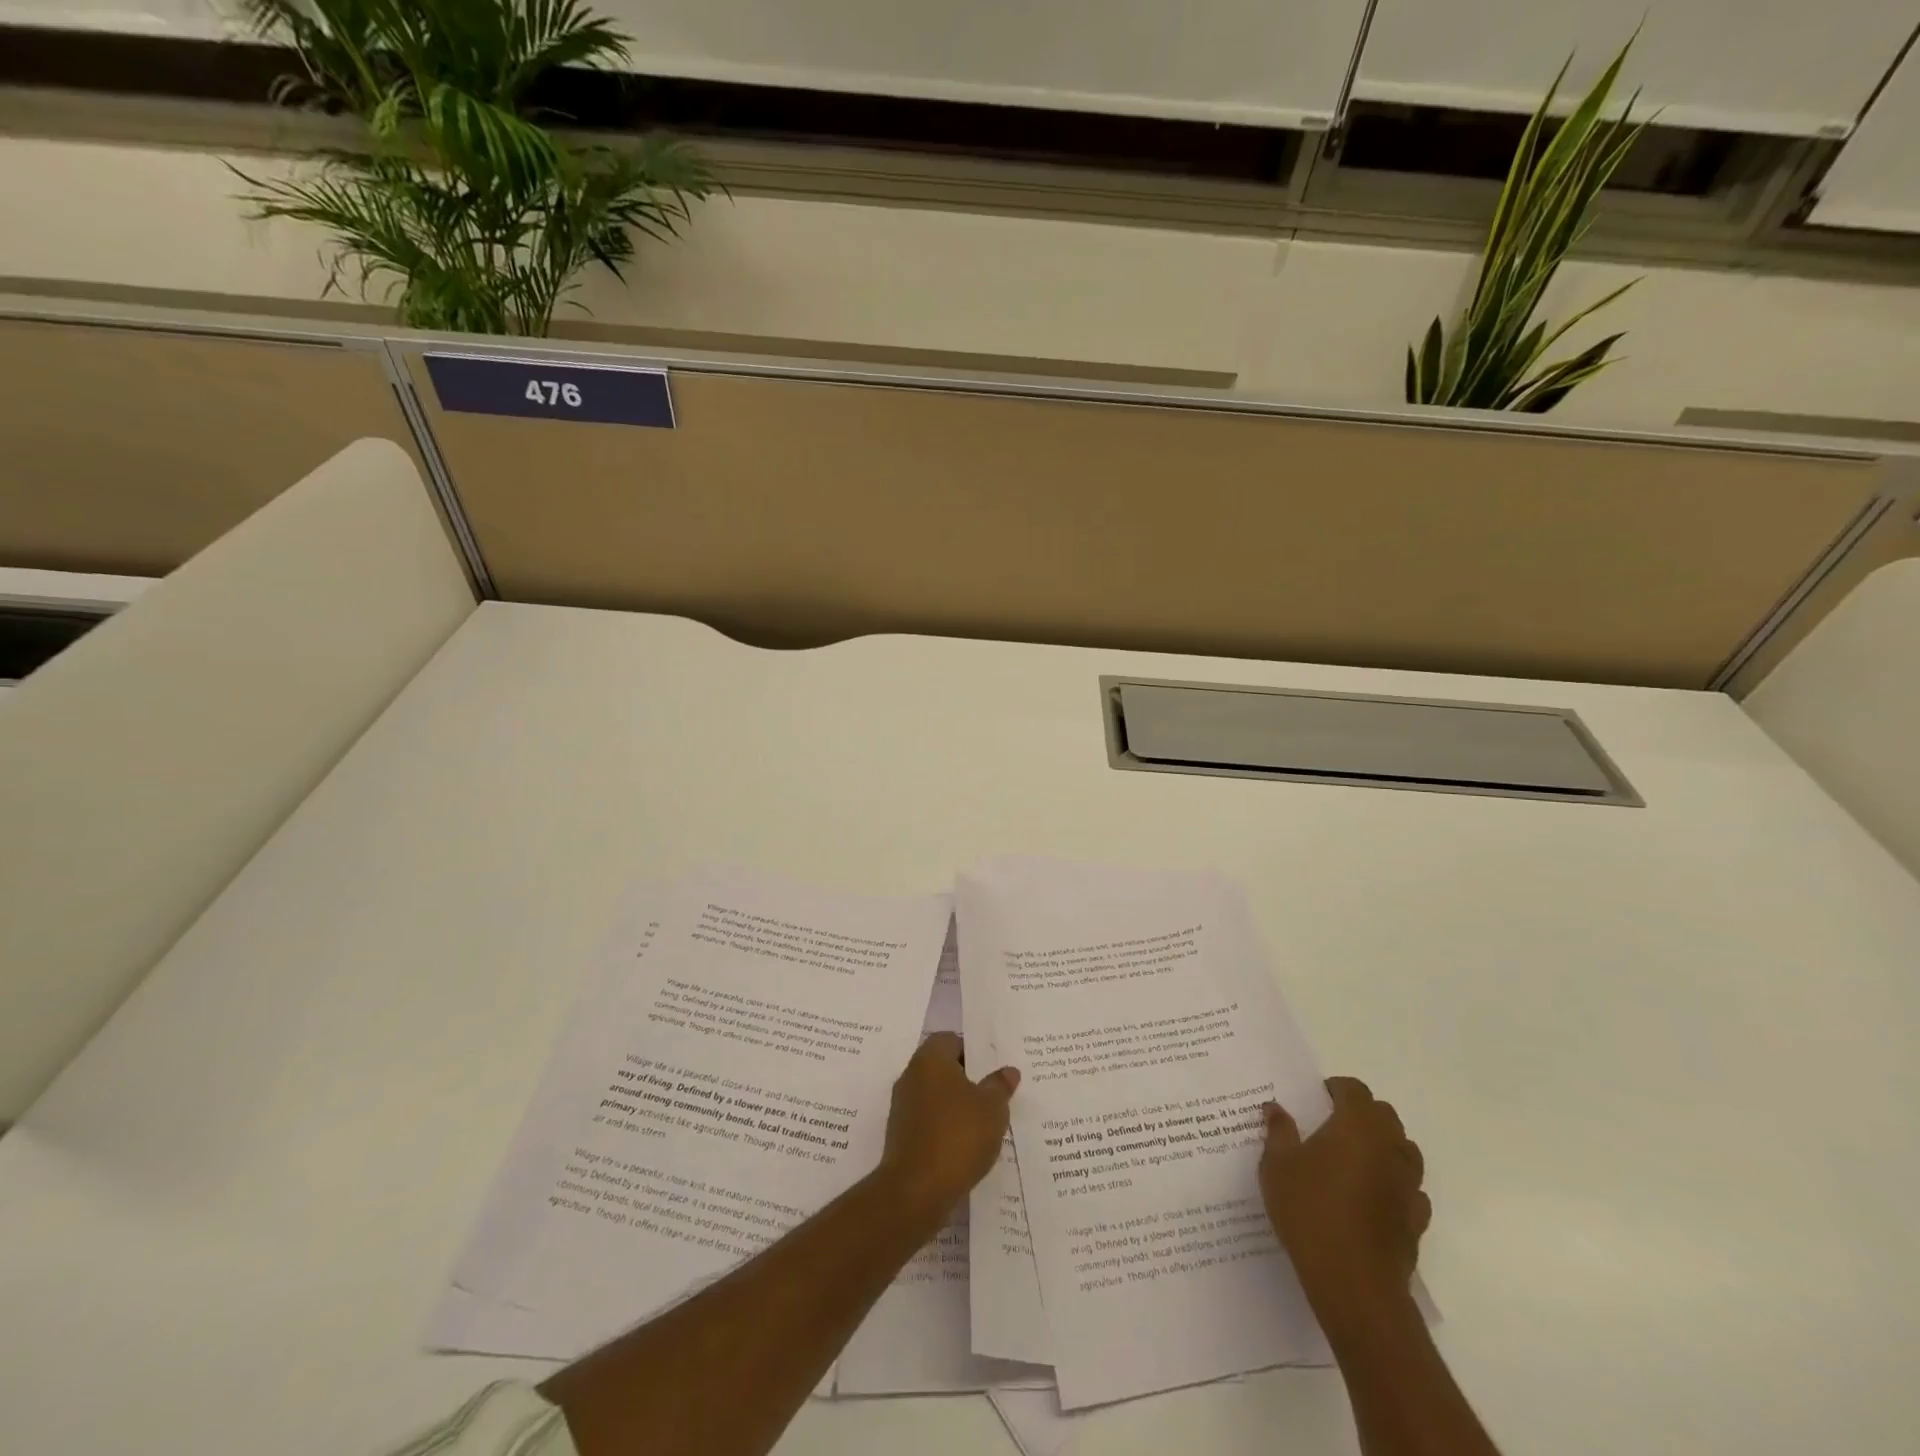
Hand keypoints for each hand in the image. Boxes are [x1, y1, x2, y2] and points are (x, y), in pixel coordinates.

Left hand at [877, 1032, 1019, 1220]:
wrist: (915, 1191)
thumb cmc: (957, 1136)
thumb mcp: (992, 1108)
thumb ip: (1000, 1085)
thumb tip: (1008, 1071)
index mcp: (930, 1059)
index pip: (951, 1040)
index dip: (974, 1051)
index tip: (994, 1068)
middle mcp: (911, 1076)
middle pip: (943, 1068)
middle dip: (968, 1079)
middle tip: (995, 1093)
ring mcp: (903, 1107)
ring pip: (936, 1096)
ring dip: (957, 1106)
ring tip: (985, 1122)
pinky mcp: (901, 1135)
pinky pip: (929, 1121)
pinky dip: (946, 1127)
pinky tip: (966, 1145)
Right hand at [1260, 1077, 1428, 1333]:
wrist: (1354, 1283)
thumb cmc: (1310, 1211)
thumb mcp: (1277, 1165)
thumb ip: (1279, 1130)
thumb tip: (1275, 1107)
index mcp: (1357, 1125)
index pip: (1355, 1089)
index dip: (1336, 1088)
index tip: (1315, 1099)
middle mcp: (1390, 1147)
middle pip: (1384, 1115)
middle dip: (1361, 1113)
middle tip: (1330, 1126)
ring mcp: (1409, 1184)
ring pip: (1403, 1150)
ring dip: (1382, 1146)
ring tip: (1351, 1161)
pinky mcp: (1417, 1219)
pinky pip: (1410, 1188)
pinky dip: (1393, 1183)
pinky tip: (1370, 1198)